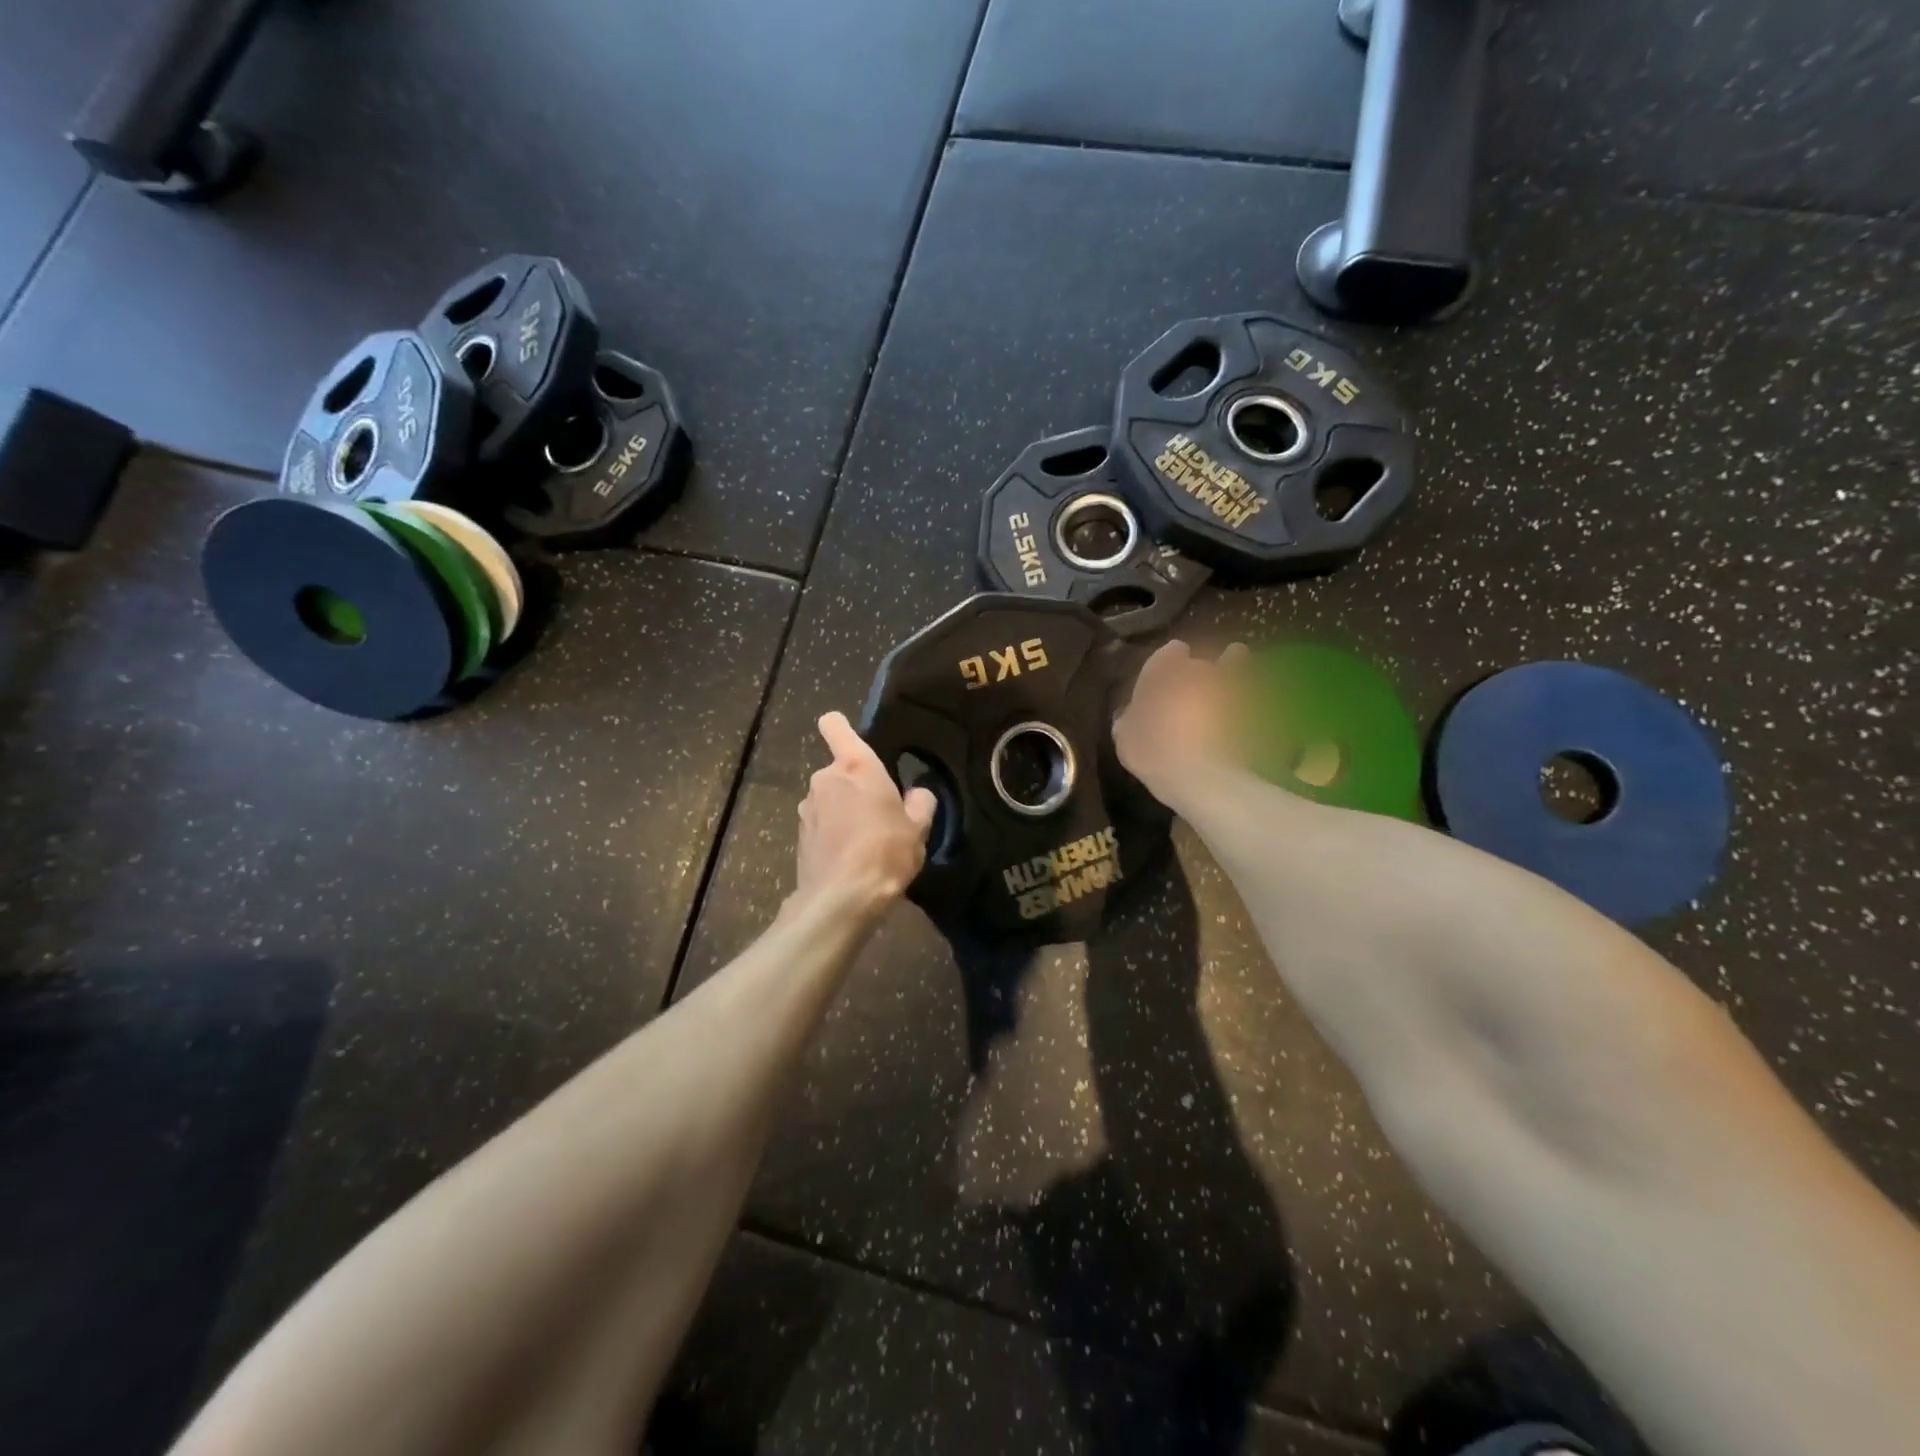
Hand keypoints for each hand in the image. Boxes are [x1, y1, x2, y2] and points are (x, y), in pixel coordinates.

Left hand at [794, 711, 937, 914]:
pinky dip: (832, 834)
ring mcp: (807, 808)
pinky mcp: (799, 837)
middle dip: (855, 787)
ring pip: (829, 799)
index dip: (841, 727)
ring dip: (843, 812)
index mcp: (855, 767)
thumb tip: (917, 795)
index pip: (835, 726)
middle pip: (839, 771)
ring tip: (866, 842)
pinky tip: (849, 859)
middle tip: (880, 815)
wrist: (841, 899)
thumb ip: (920, 803)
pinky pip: (820, 825)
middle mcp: (825, 779)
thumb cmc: (885, 852)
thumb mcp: (918, 828)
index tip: (853, 740)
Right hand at [1112, 640, 1250, 806]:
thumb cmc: (1153, 751)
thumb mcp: (1125, 739)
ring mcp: (1234, 682)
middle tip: (1194, 700)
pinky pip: (1258, 695)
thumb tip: (1132, 714)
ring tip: (1230, 697)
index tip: (1166, 686)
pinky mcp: (1261, 703)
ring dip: (1233, 676)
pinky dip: (1256, 701)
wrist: (1204, 776)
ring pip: (1237, 665)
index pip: (1171, 651)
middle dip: (1202, 674)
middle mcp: (1201, 665)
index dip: (1169, 667)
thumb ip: (1130, 718)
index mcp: (1164, 667)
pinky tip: (1250, 719)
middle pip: (1204, 659)